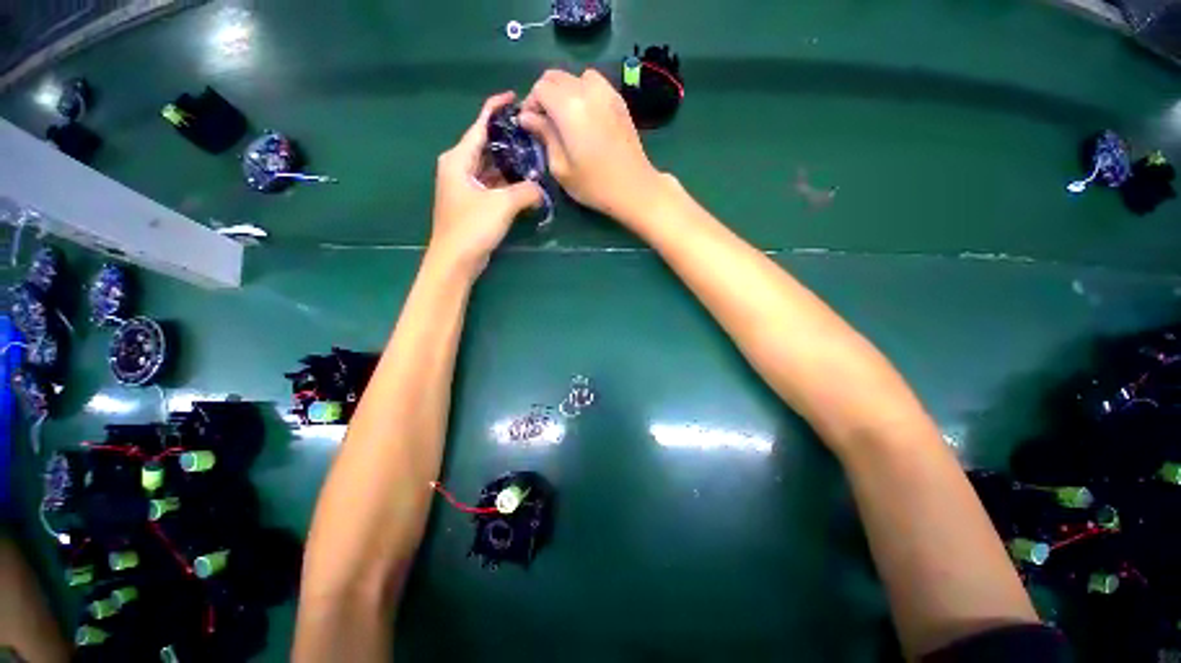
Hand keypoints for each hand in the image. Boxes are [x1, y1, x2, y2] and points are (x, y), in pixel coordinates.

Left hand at [429, 92, 543, 274]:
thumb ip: (526, 191)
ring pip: (489, 167)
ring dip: (509, 164)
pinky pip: (491, 185)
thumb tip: (541, 190)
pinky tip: (523, 184)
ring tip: (533, 157)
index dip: (495, 109)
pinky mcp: (471, 204)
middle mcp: (458, 168)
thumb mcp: (502, 204)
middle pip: (485, 146)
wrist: (455, 260)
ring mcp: (464, 187)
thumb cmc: (472, 227)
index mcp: (458, 159)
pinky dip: (506, 183)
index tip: (514, 98)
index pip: (479, 126)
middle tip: (532, 134)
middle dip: (507, 140)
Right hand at [519, 69, 664, 222]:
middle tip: (544, 122)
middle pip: (556, 77)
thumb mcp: (561, 167)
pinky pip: (595, 85)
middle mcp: (587, 90)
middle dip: (544, 95)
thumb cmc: (594, 184)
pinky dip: (583, 93)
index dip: (531, 103)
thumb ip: (543, 136)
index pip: (540, 88)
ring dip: (565, 92)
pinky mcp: (619, 101)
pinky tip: (585, 118)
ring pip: (576, 77)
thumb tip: (527, 118)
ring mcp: (607, 93)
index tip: (530, 124)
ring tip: (565, 118)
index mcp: (569, 106)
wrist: (634, 188)